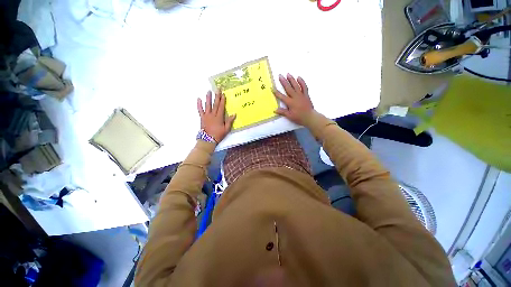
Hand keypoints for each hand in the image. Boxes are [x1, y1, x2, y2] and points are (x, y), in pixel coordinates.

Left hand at [197, 91, 235, 142]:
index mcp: (219, 117)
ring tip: (209, 91)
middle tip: (217, 89)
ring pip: (207, 105)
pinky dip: (199, 104)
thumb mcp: (226, 129)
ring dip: (208, 98)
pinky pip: (200, 110)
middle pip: (215, 104)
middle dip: (217, 96)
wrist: (208, 139)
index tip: (223, 94)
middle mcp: (212, 115)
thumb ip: (229, 121)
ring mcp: (206, 115)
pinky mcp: (202, 117)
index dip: (222, 100)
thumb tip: (234, 114)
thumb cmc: (218, 135)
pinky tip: (198, 99)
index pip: (221, 107)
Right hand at [274, 74, 313, 125]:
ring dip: (292, 79)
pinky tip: (299, 77)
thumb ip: (282, 112)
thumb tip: (275, 110)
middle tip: (280, 76)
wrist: (310, 117)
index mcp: (290, 102)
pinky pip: (304, 87)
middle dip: (283, 82)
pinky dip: (302, 82)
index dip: (276, 92)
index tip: (272, 88)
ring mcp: (301, 95)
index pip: (282, 96)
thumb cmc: (299, 117)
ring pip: (296, 86)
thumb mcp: (289, 116)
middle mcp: (295, 97)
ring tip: (288, 74)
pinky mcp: (306, 95)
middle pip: (288, 88)